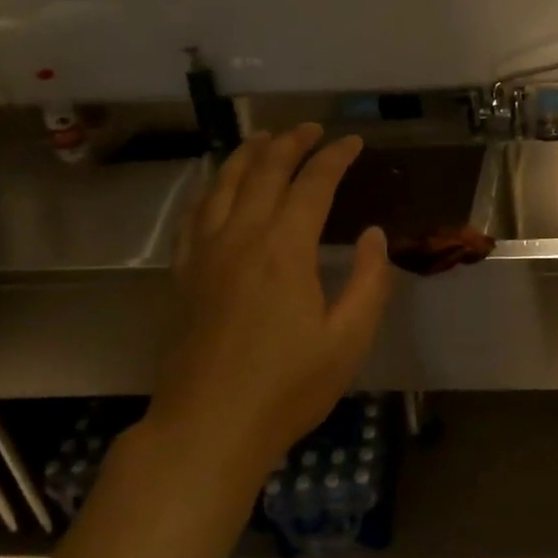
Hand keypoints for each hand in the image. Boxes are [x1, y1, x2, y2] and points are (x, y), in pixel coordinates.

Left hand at [148, 125, 392, 474]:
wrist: (208, 428)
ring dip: (248, 155)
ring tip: (265, 138)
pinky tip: (219, 188)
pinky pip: (195, 215)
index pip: (312, 184)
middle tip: (312, 129)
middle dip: (291, 143)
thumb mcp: (348, 339)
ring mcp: (205, 255)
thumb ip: (368, 280)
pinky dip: (212, 188)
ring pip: (224, 185)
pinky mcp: (185, 276)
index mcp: (284, 249)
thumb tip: (372, 235)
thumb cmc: (288, 387)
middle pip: (264, 172)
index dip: (335, 157)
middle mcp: (240, 238)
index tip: (353, 142)